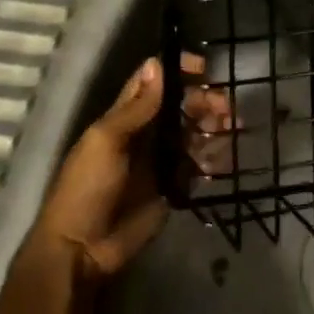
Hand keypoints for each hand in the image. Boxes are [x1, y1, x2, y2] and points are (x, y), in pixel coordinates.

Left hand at [25, 54, 230, 278]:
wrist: (82, 250)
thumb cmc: (88, 188)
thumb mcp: (107, 141)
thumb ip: (136, 107)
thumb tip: (157, 63)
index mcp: (124, 117)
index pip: (153, 81)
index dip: (177, 69)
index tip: (204, 68)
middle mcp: (145, 133)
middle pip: (181, 106)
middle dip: (205, 100)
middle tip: (226, 108)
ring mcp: (160, 160)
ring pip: (194, 133)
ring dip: (214, 126)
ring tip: (231, 129)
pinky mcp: (172, 186)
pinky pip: (198, 166)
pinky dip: (213, 158)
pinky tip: (224, 159)